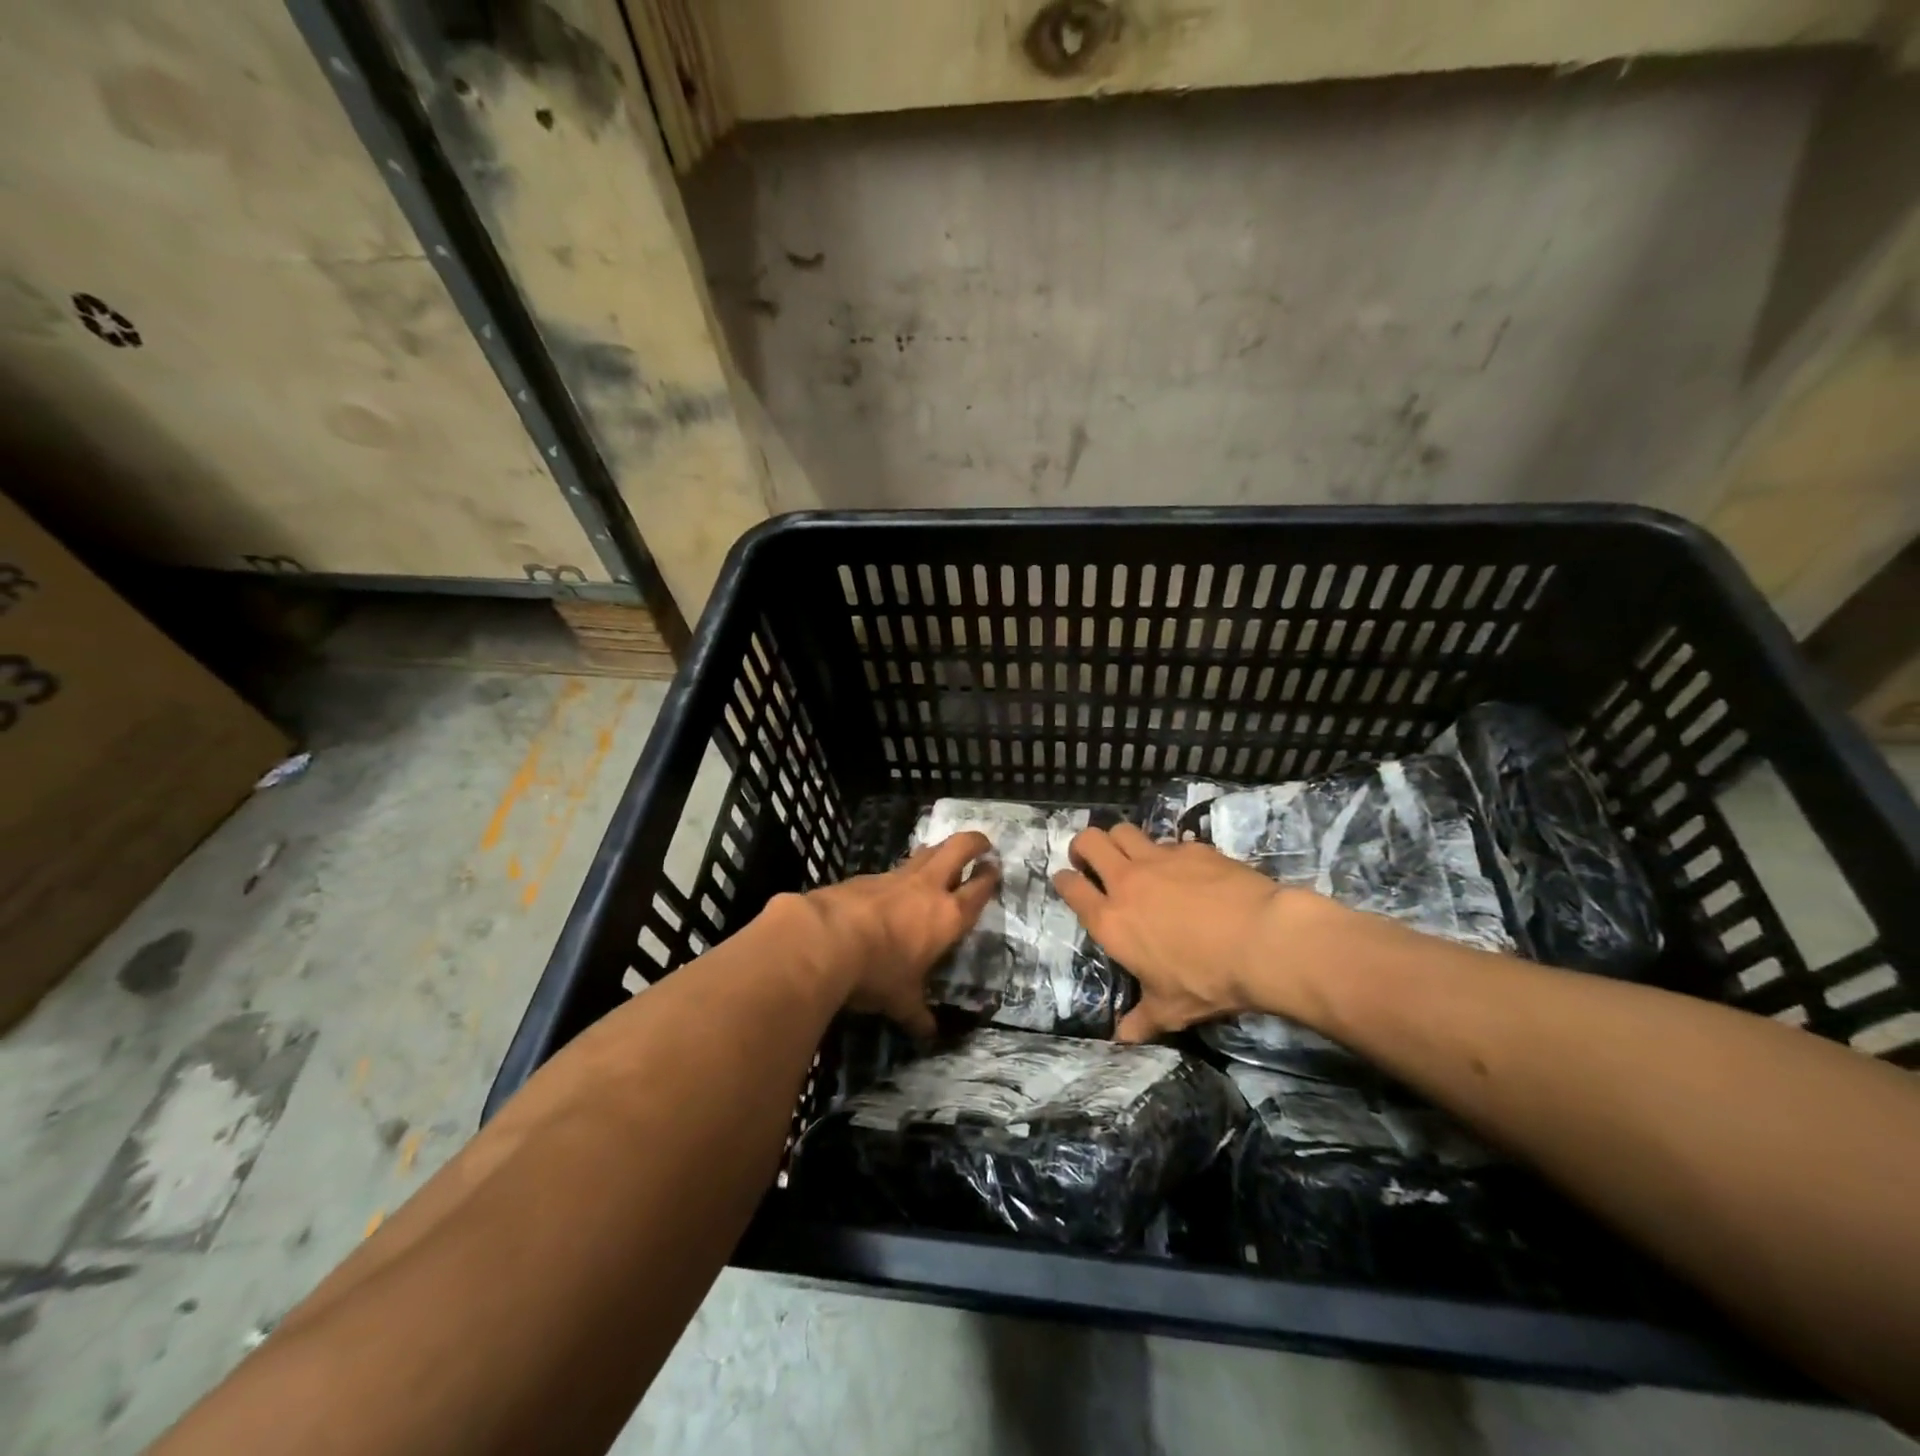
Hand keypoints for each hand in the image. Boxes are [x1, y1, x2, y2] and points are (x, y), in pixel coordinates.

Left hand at [788, 831, 998, 1037]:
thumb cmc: (876, 972)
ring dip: (938, 851)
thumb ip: (917, 1013)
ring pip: (926, 851)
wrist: (825, 938)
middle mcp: (927, 888)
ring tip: (942, 855)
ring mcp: (896, 877)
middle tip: (981, 843)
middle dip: (973, 842)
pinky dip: (901, 873)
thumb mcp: (900, 1000)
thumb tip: (929, 1033)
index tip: (995, 868)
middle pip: (958, 848)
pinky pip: (893, 869)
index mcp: (947, 916)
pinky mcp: (866, 876)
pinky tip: (893, 887)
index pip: (978, 889)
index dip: (990, 877)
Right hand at [1054, 823, 1306, 1042]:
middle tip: (1091, 859)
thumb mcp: (1171, 1009)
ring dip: (1119, 840)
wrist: (1262, 941)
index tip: (1066, 880)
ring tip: (1130, 855)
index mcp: (1111, 921)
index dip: (1063, 880)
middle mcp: (1127, 882)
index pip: (1071, 887)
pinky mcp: (1193, 849)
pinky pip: (1169, 841)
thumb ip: (1142, 1019)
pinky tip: (1184, 869)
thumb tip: (1122, 1039)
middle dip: (1083, 846)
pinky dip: (1167, 852)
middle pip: (1089, 842)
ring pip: (1123, 830)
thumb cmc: (1207, 980)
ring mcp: (1160, 860)